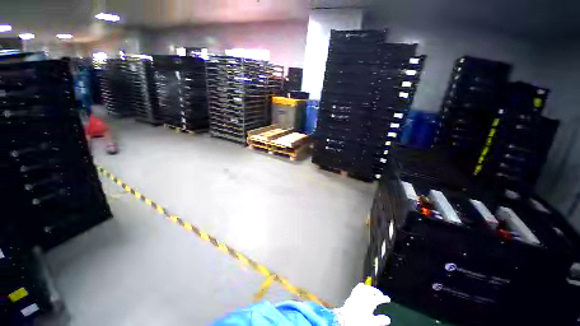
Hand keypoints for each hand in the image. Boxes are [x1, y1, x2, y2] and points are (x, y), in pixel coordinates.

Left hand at [333, 283, 390, 325]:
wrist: (345, 319)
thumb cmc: (358, 321)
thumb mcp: (371, 322)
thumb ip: (380, 320)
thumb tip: (387, 319)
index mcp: (369, 302)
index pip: (379, 298)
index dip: (384, 298)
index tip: (387, 299)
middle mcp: (363, 296)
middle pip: (371, 290)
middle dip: (376, 291)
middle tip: (380, 293)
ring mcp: (357, 295)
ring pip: (364, 288)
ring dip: (369, 288)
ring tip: (372, 289)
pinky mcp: (351, 296)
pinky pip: (357, 288)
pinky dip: (360, 286)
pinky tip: (361, 286)